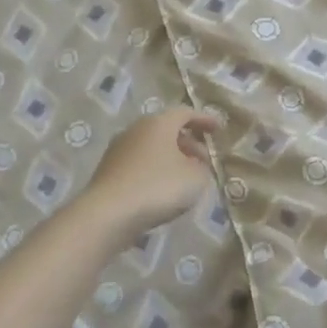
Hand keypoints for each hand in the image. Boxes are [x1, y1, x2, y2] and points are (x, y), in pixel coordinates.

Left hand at [82, 108, 222, 242]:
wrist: (108, 214)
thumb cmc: (158, 187)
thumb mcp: (195, 178)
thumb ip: (202, 168)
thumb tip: (196, 166)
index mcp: (158, 123)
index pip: (185, 113)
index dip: (204, 120)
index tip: (218, 129)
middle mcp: (136, 130)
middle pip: (166, 129)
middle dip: (188, 142)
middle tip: (204, 159)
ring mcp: (118, 150)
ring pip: (152, 147)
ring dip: (171, 158)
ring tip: (185, 178)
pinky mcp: (108, 171)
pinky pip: (139, 164)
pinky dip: (155, 170)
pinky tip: (163, 190)